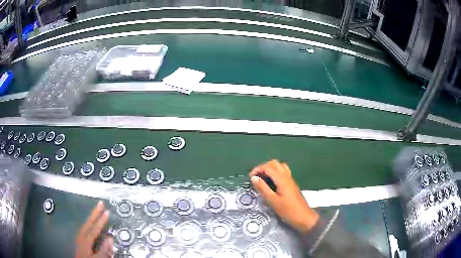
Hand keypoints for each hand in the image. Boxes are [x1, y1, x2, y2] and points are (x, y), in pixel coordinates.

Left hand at [75, 201, 112, 257]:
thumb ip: (104, 250)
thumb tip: (110, 237)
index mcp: (85, 240)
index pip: (94, 228)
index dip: (101, 220)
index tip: (107, 211)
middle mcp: (81, 236)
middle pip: (88, 222)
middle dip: (95, 213)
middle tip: (100, 203)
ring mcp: (79, 237)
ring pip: (86, 224)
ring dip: (92, 216)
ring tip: (97, 210)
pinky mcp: (80, 240)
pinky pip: (85, 228)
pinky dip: (89, 222)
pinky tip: (91, 222)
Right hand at [249, 160, 319, 233]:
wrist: (304, 217)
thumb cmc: (288, 210)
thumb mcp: (273, 201)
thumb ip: (263, 188)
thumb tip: (253, 178)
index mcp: (282, 179)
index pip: (268, 167)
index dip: (258, 169)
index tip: (250, 177)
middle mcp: (287, 176)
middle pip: (275, 163)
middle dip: (263, 167)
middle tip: (256, 177)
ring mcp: (290, 180)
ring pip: (280, 166)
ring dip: (270, 169)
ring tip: (263, 178)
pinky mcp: (292, 184)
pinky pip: (283, 172)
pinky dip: (275, 173)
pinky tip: (271, 182)